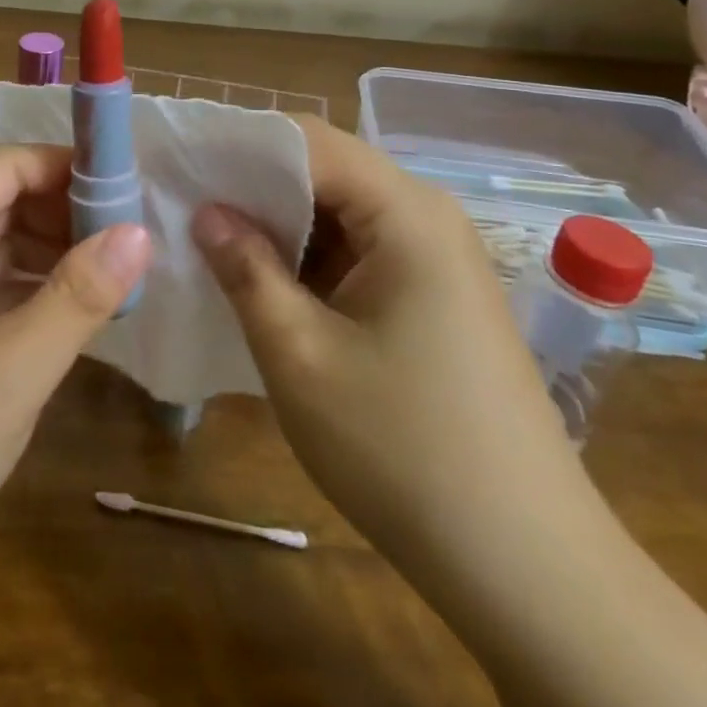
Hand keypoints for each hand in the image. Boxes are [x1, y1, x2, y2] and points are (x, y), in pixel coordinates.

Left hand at [0, 144, 150, 610]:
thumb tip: (139, 232)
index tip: (131, 191)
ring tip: (111, 280)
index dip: (68, 170)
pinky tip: (63, 319)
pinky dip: (17, 297)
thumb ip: (78, 297)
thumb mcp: (9, 374)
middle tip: (133, 244)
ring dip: (44, 260)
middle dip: (62, 218)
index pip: (4, 167)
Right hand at [191, 117, 597, 595]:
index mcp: (405, 212)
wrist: (525, 566)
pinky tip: (265, 285)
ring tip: (211, 244)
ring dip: (279, 225)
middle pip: (325, 170)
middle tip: (185, 207)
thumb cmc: (403, 450)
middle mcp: (427, 216)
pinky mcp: (433, 295)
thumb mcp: (300, 355)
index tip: (181, 166)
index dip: (240, 147)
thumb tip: (207, 211)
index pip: (308, 140)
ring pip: (339, 212)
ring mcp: (436, 257)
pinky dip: (309, 260)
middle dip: (254, 186)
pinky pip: (359, 251)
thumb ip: (246, 269)